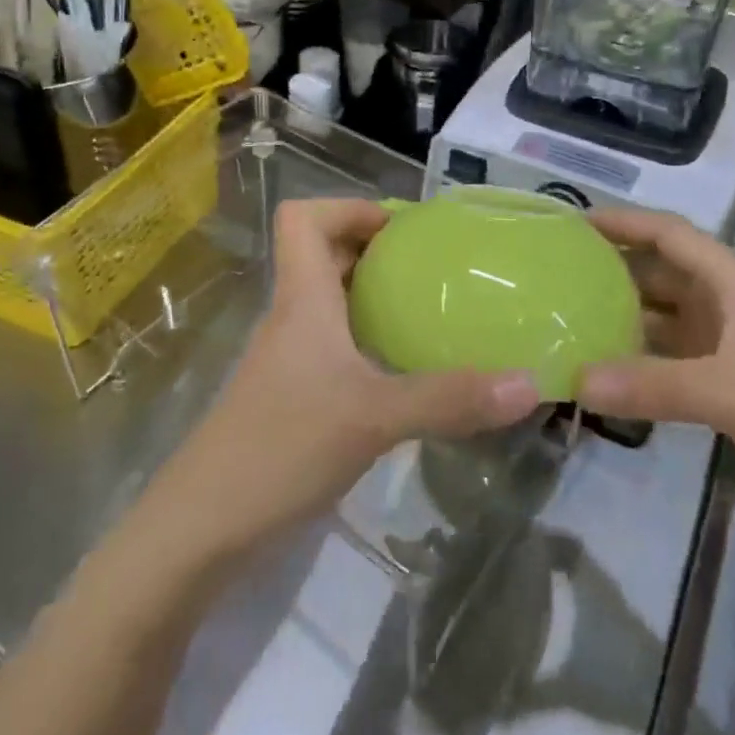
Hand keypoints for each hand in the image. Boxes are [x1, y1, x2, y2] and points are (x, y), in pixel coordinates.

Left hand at [151, 200, 542, 564]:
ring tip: (430, 309)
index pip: (302, 219)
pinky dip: (368, 341)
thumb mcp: (373, 418)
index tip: (402, 229)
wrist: (204, 527)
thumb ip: (448, 399)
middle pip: (322, 255)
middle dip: (374, 249)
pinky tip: (405, 370)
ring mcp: (289, 359)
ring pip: (329, 303)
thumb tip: (530, 383)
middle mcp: (292, 318)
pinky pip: (334, 345)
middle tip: (433, 266)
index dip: (348, 208)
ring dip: (373, 296)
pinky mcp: (293, 396)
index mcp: (301, 299)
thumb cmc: (281, 448)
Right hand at [575, 208, 734, 538]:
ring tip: (573, 320)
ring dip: (628, 318)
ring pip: (671, 318)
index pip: (672, 236)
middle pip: (666, 274)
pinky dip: (646, 360)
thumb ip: (652, 386)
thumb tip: (576, 380)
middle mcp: (734, 306)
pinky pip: (679, 358)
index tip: (576, 223)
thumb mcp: (732, 395)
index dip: (626, 223)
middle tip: (560, 276)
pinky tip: (612, 372)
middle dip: (617, 271)